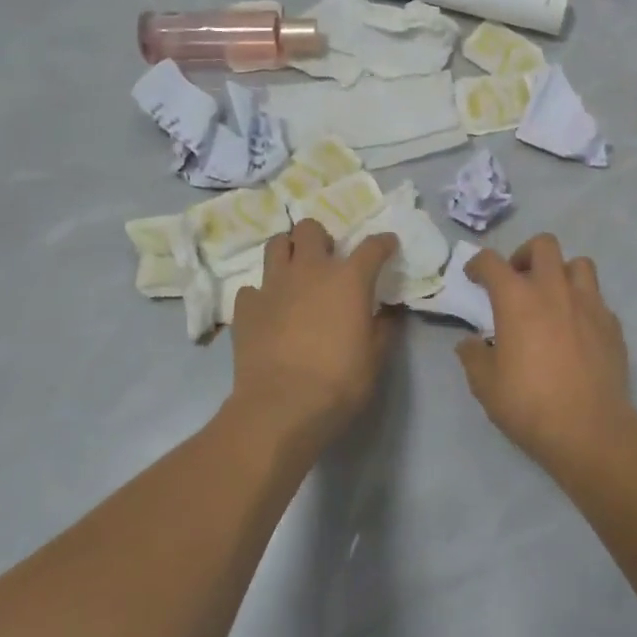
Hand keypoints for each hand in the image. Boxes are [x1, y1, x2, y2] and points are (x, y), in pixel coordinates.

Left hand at [229, 219, 399, 444]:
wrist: (282, 407)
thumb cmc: (339, 381)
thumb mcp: (376, 357)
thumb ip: (385, 327)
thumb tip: (390, 311)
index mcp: (348, 279)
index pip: (372, 246)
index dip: (383, 243)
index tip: (388, 245)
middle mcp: (309, 270)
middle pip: (310, 229)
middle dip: (320, 238)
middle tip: (327, 259)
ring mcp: (273, 285)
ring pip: (275, 245)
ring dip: (288, 252)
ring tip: (295, 273)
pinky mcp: (246, 307)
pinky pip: (252, 287)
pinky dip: (263, 294)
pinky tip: (270, 311)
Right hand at [456, 235, 635, 471]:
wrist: (590, 429)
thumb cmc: (530, 404)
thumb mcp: (486, 385)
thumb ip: (473, 357)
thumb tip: (470, 343)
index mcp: (517, 299)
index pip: (492, 262)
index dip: (479, 263)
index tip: (474, 276)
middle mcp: (554, 290)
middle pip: (543, 245)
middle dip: (525, 255)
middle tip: (517, 280)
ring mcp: (589, 304)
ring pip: (579, 264)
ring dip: (561, 272)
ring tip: (552, 297)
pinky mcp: (612, 324)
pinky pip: (597, 299)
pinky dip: (583, 304)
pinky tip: (576, 329)